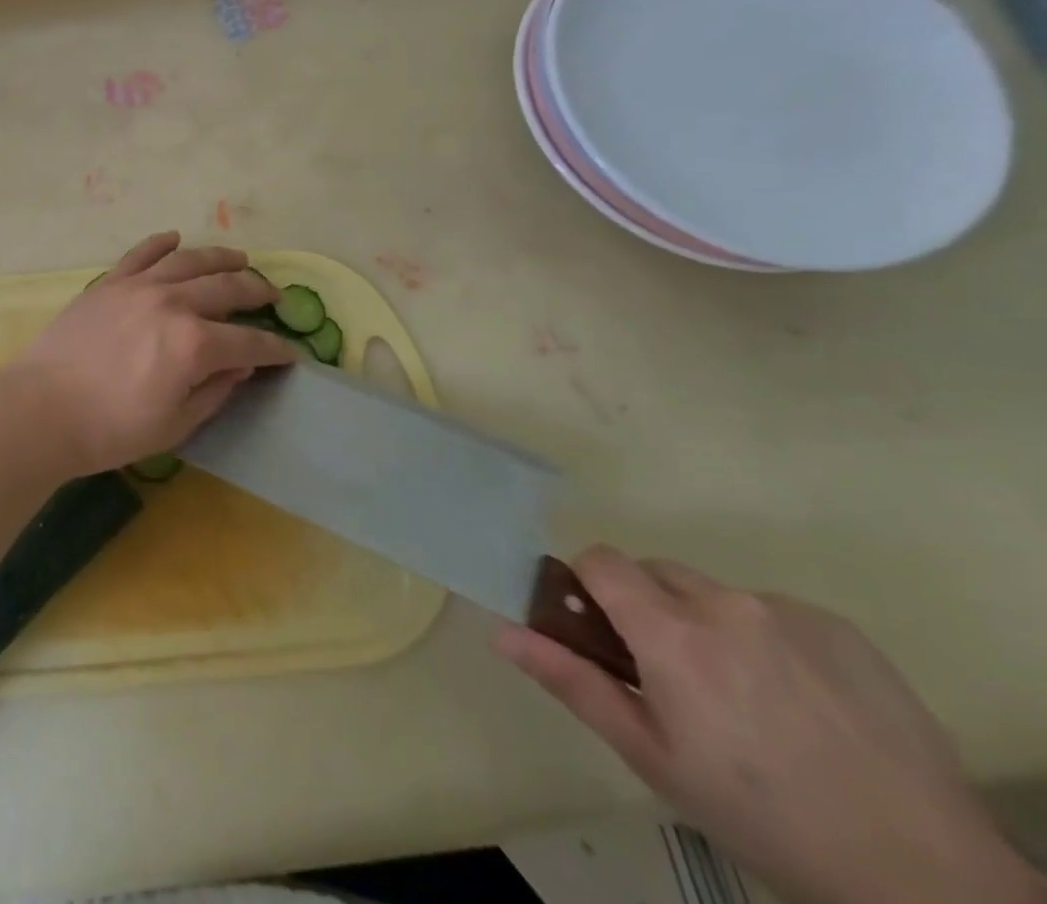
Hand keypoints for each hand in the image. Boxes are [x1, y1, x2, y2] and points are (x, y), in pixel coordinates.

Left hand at [0, 232, 294, 479]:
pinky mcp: (108, 283)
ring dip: (220, 258)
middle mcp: (172, 303)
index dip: (274, 349)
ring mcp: (138, 286)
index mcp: (194, 344)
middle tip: (273, 296)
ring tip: (239, 259)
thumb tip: (239, 366)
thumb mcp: (174, 425)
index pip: (249, 343)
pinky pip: (141, 253)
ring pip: (189, 261)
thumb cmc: (109, 430)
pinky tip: (175, 238)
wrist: (40, 410)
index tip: (289, 353)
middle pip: (227, 289)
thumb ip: (213, 392)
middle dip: (257, 292)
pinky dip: (161, 243)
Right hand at [497, 548, 1042, 903]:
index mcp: (671, 633)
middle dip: (649, 607)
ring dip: (708, 623)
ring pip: (714, 592)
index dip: (591, 586)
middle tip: (674, 676)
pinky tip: (800, 700)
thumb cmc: (761, 816)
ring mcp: (786, 611)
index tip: (604, 631)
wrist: (927, 878)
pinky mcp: (840, 627)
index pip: (601, 559)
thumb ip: (574, 683)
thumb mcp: (654, 759)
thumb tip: (503, 632)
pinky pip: (773, 610)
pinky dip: (767, 638)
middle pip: (656, 571)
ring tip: (747, 697)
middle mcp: (722, 603)